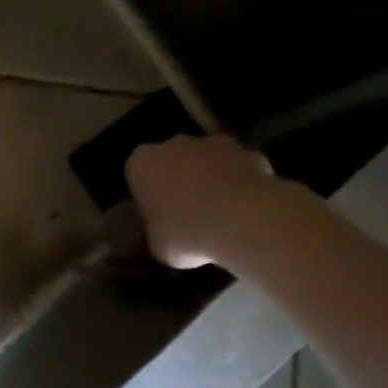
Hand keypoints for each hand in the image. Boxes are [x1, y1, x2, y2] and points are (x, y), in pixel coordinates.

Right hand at [124, 134, 285, 268]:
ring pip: (207, 160)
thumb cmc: (185, 233)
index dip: (147, 195)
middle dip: (178, 179)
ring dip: (210, 178)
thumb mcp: (157, 244)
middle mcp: (174, 144)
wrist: (243, 221)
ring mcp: (214, 143)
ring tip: (219, 213)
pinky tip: (246, 210)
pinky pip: (239, 168)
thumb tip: (165, 232)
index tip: (156, 215)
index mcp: (141, 164)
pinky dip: (241, 183)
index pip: (137, 174)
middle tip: (185, 212)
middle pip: (173, 160)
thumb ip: (157, 230)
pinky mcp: (250, 150)